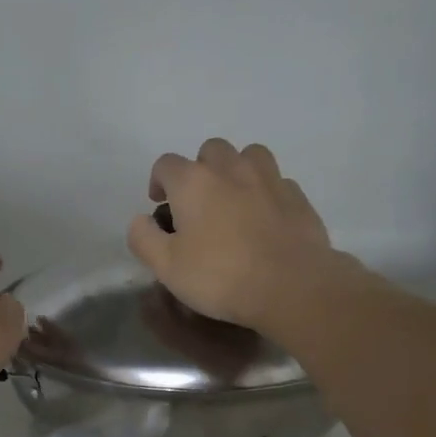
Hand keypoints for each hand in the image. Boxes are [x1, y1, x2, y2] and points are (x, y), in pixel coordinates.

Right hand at [127, 138, 341, 331]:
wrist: (291, 285)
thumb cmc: (220, 277)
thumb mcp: (167, 267)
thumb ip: (144, 239)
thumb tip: (139, 220)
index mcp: (193, 182)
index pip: (166, 164)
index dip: (158, 182)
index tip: (160, 206)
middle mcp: (230, 168)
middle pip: (210, 151)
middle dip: (199, 170)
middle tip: (198, 204)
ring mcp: (269, 178)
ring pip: (248, 156)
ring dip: (236, 171)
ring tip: (233, 201)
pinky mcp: (296, 196)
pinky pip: (276, 181)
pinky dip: (265, 192)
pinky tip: (263, 218)